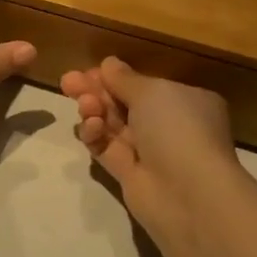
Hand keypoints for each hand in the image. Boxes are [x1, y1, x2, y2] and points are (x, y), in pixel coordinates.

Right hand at [61, 57, 241, 253]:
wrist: (188, 193)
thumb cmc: (177, 128)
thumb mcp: (152, 91)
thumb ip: (124, 78)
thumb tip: (108, 64)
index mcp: (185, 100)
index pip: (145, 85)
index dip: (116, 77)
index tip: (89, 71)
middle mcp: (168, 125)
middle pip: (123, 103)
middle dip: (96, 91)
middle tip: (68, 82)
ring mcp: (148, 151)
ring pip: (111, 125)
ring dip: (94, 111)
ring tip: (84, 105)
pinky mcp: (129, 173)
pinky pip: (105, 148)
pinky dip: (95, 135)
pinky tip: (90, 126)